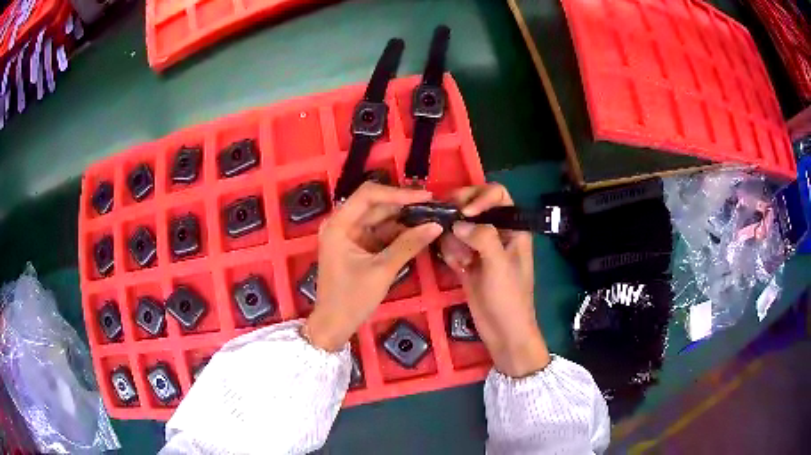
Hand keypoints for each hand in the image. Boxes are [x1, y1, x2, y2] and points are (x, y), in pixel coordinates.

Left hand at [304, 182, 442, 351]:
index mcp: (339, 225)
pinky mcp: (357, 246)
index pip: (369, 195)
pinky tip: (418, 232)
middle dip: (404, 205)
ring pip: (380, 219)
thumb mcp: (382, 270)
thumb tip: (436, 225)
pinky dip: (397, 233)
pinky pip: (380, 233)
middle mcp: (342, 224)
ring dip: (403, 219)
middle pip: (375, 205)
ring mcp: (349, 235)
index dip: (398, 193)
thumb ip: (409, 245)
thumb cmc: (351, 298)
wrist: (334, 325)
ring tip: (431, 218)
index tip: (425, 197)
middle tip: (434, 207)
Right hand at [439, 183, 550, 377]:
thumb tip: (458, 223)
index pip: (498, 195)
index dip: (480, 196)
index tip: (465, 211)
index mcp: (513, 228)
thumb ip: (482, 237)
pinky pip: (453, 246)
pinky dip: (451, 253)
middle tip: (444, 218)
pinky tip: (457, 267)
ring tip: (460, 259)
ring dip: (454, 238)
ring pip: (460, 226)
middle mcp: (497, 232)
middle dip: (460, 212)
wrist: (503, 332)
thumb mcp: (500, 264)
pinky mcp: (468, 262)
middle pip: (475, 206)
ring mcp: (481, 248)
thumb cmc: (509, 298)